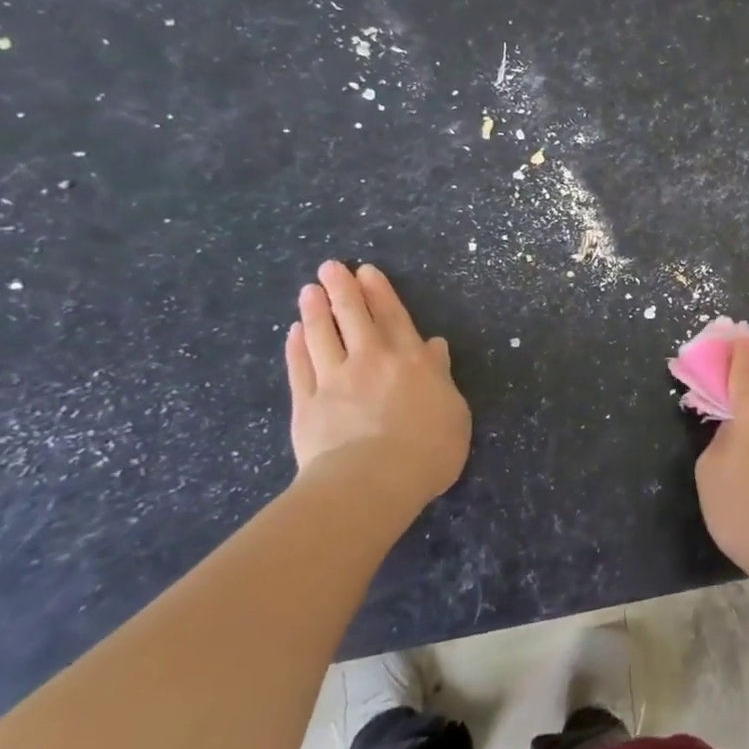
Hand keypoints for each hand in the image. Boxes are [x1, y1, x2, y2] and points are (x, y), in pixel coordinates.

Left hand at [285, 261, 470, 515]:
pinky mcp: (307, 404)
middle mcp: (372, 361)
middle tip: (331, 267)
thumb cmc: (427, 450)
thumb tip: (433, 347)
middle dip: (343, 289)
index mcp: (411, 361)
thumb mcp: (454, 411)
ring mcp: (335, 380)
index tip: (367, 271)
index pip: (394, 317)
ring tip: (309, 290)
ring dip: (316, 310)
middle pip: (355, 317)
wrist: (371, 481)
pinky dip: (297, 347)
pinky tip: (294, 332)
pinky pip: (300, 367)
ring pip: (323, 335)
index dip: (381, 293)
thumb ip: (440, 376)